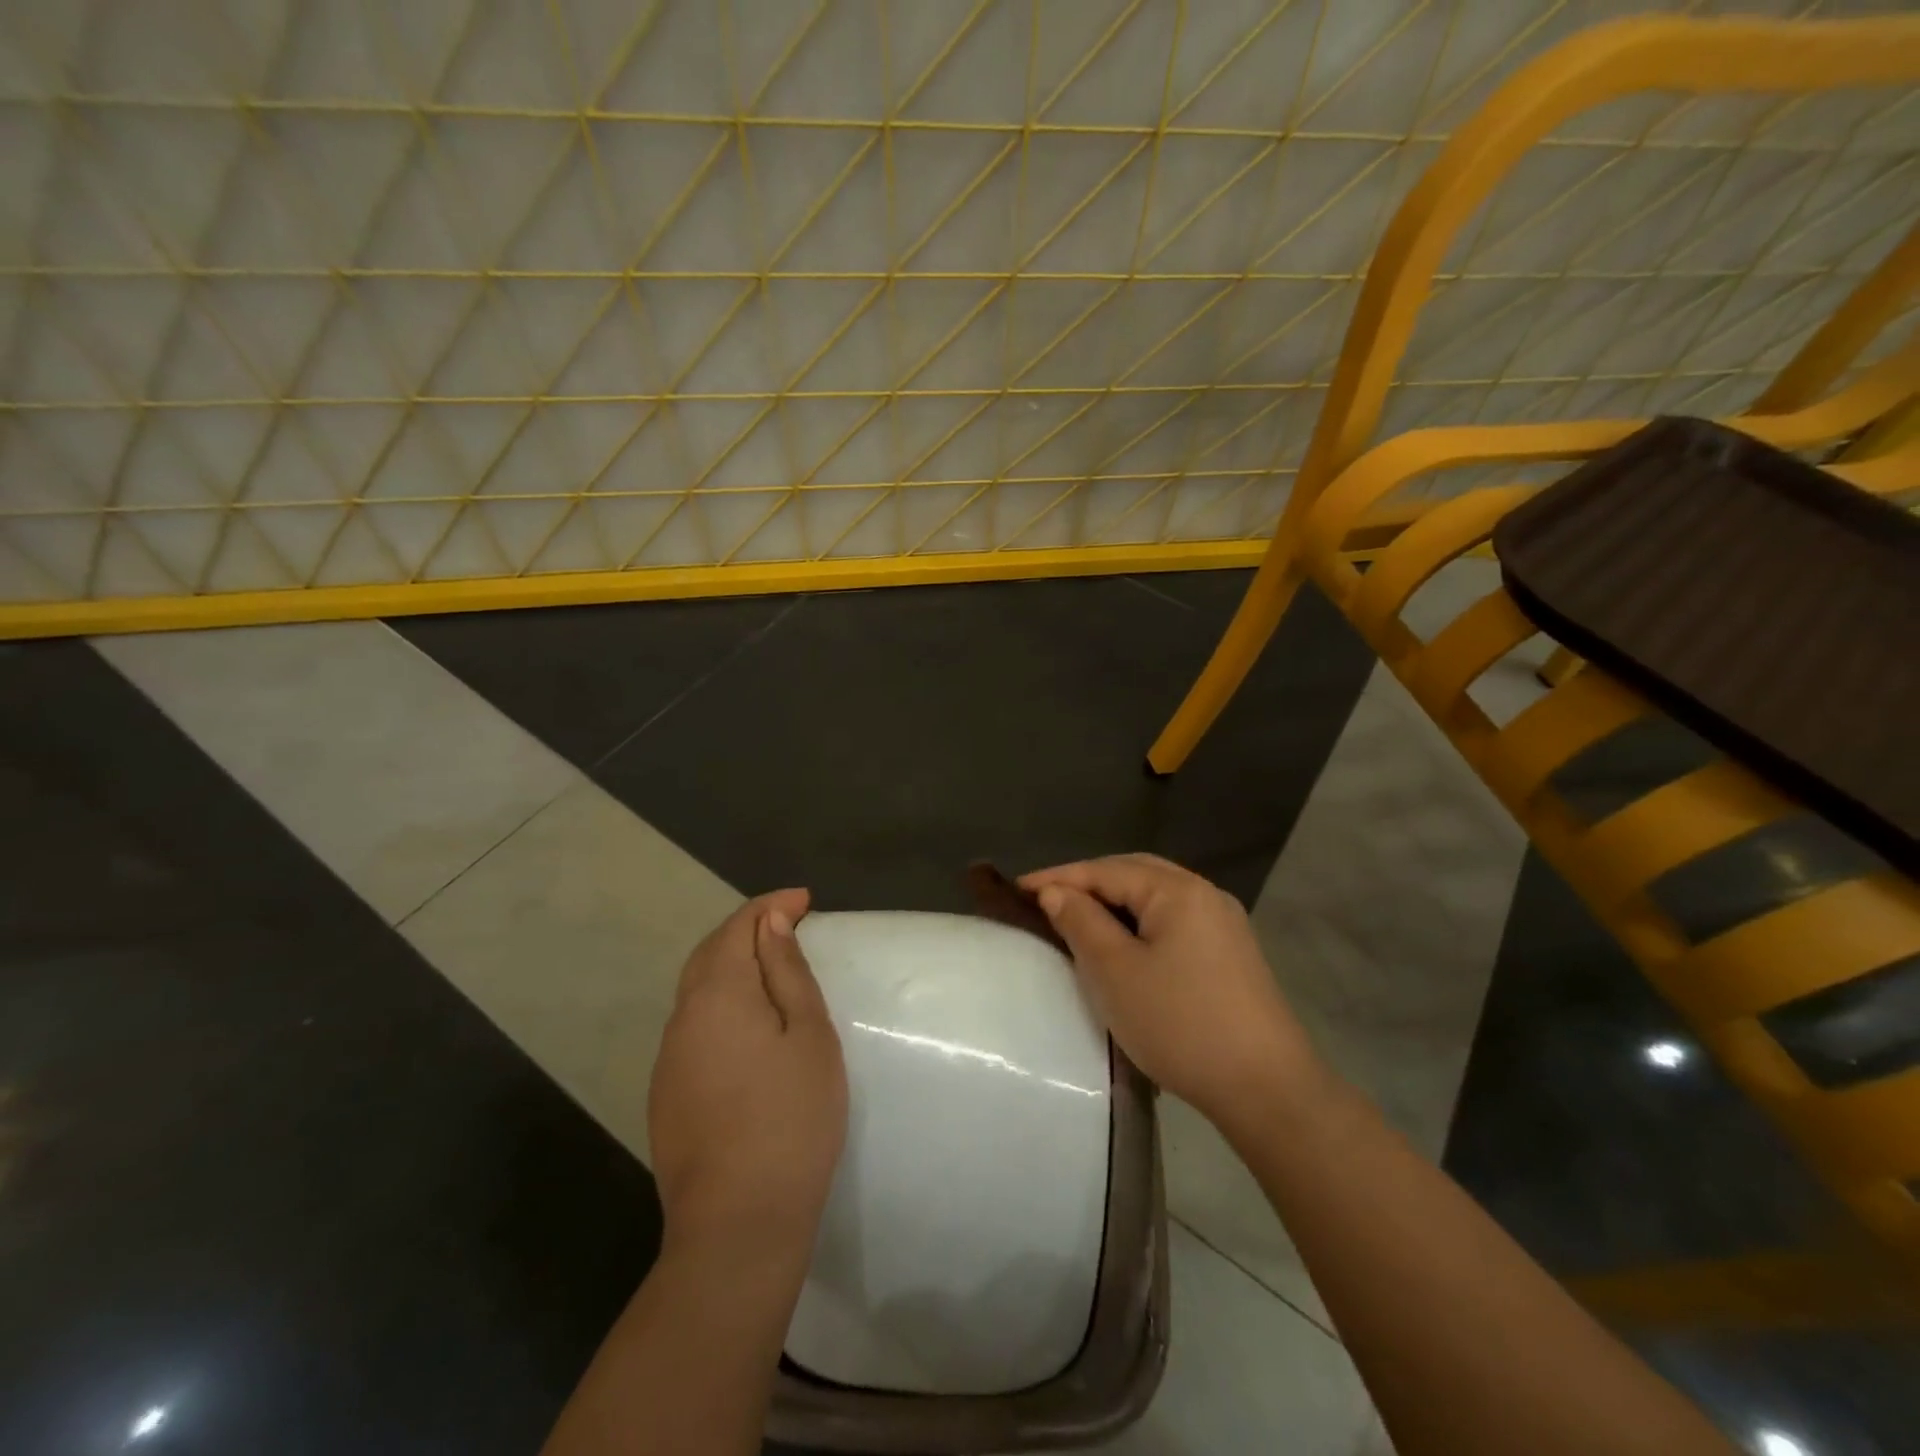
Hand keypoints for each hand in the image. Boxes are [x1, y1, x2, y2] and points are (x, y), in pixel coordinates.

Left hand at [648, 890, 847, 1266]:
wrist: (738, 1223)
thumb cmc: (791, 1117)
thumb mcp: (808, 1034)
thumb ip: (786, 971)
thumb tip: (769, 921)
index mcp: (717, 994)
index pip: (738, 926)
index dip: (771, 906)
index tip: (806, 901)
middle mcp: (682, 1017)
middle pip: (710, 953)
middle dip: (746, 929)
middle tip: (789, 925)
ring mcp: (668, 1058)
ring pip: (698, 990)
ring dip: (732, 965)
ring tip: (773, 968)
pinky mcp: (667, 1093)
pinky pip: (694, 1025)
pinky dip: (722, 1002)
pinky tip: (747, 1025)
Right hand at [1021, 854, 1321, 1134]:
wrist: (1267, 1089)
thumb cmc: (1180, 1024)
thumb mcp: (1115, 971)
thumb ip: (1081, 922)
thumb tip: (1056, 892)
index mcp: (1178, 890)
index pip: (1105, 870)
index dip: (1058, 877)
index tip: (1016, 890)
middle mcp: (1204, 894)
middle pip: (1133, 873)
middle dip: (1087, 882)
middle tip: (1045, 899)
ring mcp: (1223, 923)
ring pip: (1155, 897)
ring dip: (1114, 902)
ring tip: (1077, 917)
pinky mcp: (1230, 953)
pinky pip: (1172, 920)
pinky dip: (1139, 922)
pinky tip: (1123, 943)